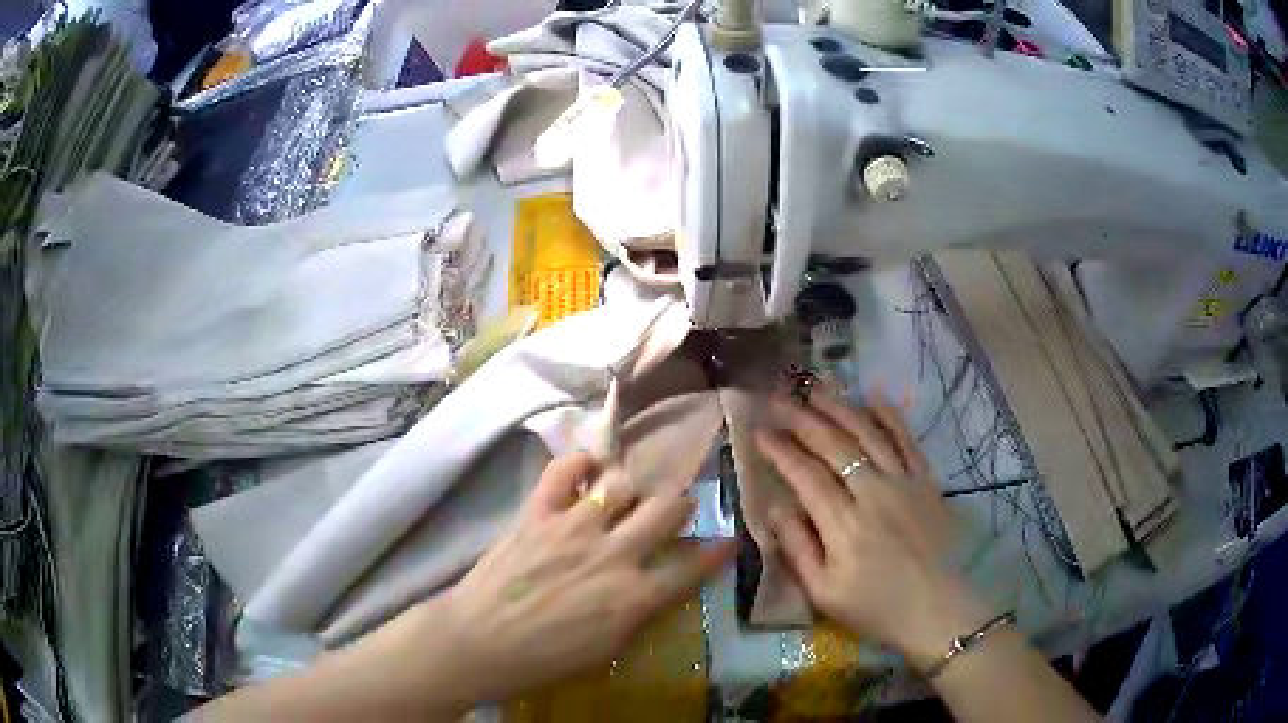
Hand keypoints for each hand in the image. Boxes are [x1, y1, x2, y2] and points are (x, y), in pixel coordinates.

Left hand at [428, 452, 734, 704]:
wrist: (478, 642)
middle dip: (679, 505)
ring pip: (622, 483)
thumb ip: (641, 612)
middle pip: (666, 509)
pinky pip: (564, 471)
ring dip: (632, 486)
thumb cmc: (545, 659)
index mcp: (635, 596)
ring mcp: (573, 527)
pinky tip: (588, 465)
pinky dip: (580, 462)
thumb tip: (660, 585)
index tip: (728, 539)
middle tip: (674, 508)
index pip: (692, 565)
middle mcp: (613, 554)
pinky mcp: (537, 513)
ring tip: (628, 492)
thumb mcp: (608, 649)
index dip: (718, 551)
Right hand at [756, 392, 994, 666]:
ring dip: (841, 408)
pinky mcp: (926, 482)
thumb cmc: (874, 607)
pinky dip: (891, 416)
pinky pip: (907, 441)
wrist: (934, 609)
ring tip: (817, 388)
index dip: (780, 451)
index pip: (805, 476)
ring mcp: (904, 483)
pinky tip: (874, 396)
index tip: (759, 432)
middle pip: (835, 446)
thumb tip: (776, 507)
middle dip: (803, 419)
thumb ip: (798, 548)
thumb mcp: (823, 592)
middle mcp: (874, 494)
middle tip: (779, 400)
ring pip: (869, 434)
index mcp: (844, 525)